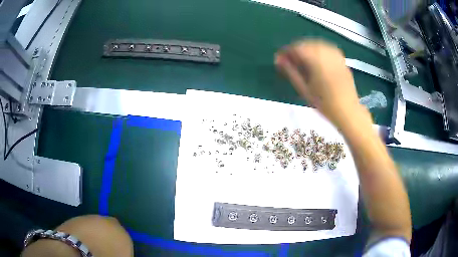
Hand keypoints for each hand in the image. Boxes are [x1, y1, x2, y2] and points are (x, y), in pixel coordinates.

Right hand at [275, 40, 363, 127]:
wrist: (348, 111)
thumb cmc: (324, 103)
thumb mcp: (304, 89)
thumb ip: (291, 72)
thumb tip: (278, 59)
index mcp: (316, 60)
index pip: (296, 48)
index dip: (285, 52)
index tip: (279, 60)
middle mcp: (326, 53)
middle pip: (306, 43)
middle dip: (296, 50)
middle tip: (290, 61)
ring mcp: (335, 55)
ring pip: (316, 43)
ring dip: (306, 48)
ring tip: (303, 60)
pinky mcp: (341, 58)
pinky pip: (327, 47)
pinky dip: (318, 50)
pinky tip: (317, 59)